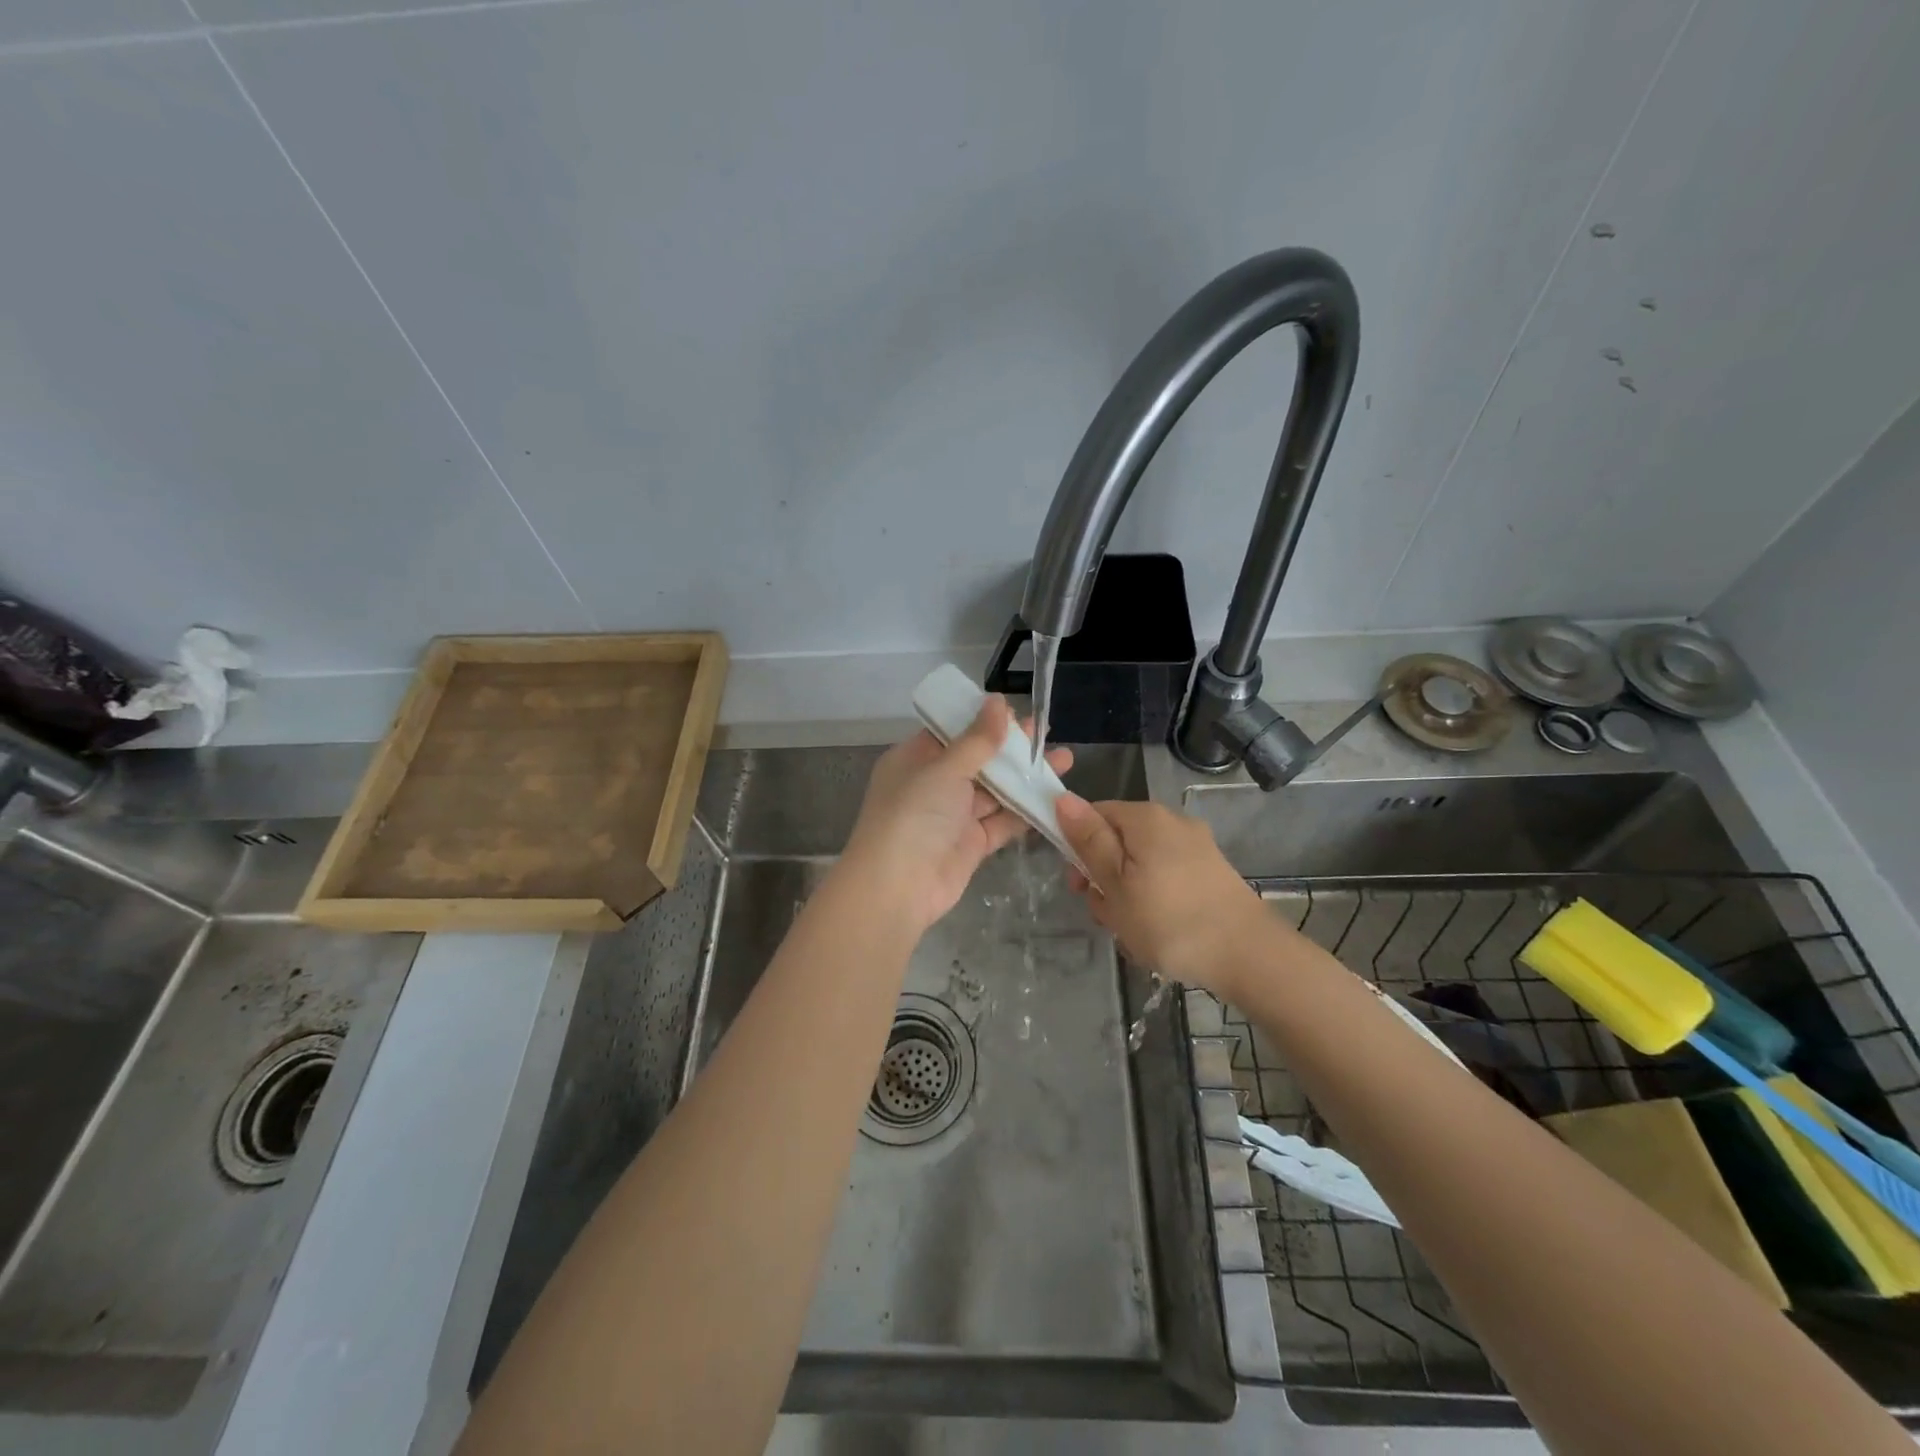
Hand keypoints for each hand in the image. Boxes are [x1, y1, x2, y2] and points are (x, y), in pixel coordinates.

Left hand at [843, 695, 1071, 930]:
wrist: (897, 888)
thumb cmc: (913, 815)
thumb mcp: (944, 769)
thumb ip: (977, 739)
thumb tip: (997, 700)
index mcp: (915, 759)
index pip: (952, 732)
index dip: (983, 721)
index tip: (1017, 712)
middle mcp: (932, 784)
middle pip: (977, 760)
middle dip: (1012, 748)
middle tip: (1047, 732)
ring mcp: (953, 816)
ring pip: (994, 791)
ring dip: (1025, 777)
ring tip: (1063, 759)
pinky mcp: (971, 844)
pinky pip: (1002, 822)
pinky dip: (1026, 811)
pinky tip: (1055, 797)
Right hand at [1055, 795, 1277, 997]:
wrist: (1248, 956)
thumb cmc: (1169, 920)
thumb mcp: (1115, 883)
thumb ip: (1088, 840)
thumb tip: (1063, 798)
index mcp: (1145, 817)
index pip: (1094, 814)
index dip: (1077, 846)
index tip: (1079, 885)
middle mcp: (1172, 822)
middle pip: (1118, 841)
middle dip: (1104, 877)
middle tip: (1107, 916)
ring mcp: (1196, 848)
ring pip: (1141, 865)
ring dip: (1127, 895)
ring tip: (1133, 933)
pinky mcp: (1210, 873)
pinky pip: (1166, 879)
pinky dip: (1154, 901)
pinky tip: (1158, 933)